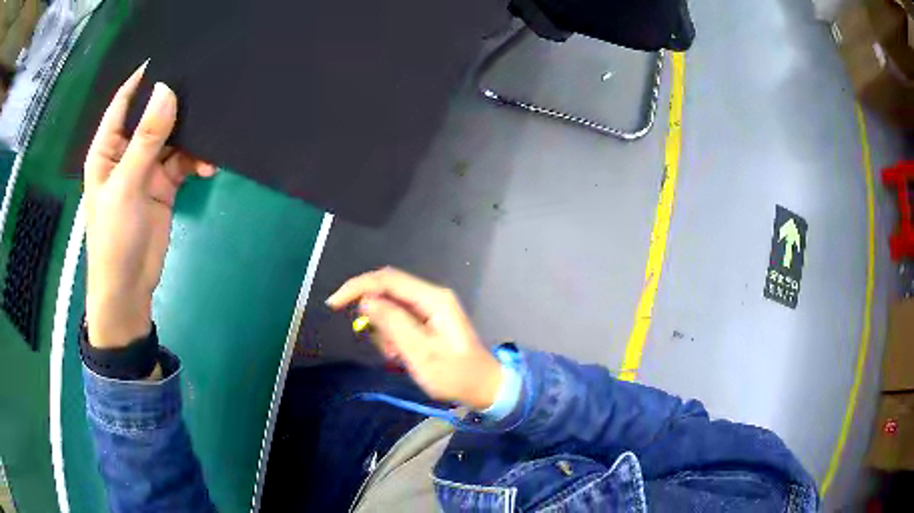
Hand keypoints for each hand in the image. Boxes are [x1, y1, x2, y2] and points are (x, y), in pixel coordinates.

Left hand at [84, 62, 215, 347]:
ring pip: (172, 137)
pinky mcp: (164, 184)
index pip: (124, 102)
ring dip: (191, 137)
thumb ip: (146, 139)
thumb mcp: (127, 186)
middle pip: (153, 115)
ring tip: (211, 136)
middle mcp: (127, 151)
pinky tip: (208, 165)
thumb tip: (167, 90)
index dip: (143, 78)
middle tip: (204, 88)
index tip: (171, 55)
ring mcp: (146, 168)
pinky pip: (183, 161)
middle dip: (175, 103)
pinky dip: (196, 160)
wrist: (129, 289)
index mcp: (108, 148)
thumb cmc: (114, 239)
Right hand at [327, 268, 502, 410]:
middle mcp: (430, 296)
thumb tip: (366, 301)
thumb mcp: (420, 352)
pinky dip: (394, 338)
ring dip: (385, 332)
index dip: (357, 287)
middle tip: (385, 348)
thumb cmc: (454, 374)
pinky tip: (404, 355)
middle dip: (375, 317)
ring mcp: (430, 308)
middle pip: (387, 292)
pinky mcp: (428, 320)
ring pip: (390, 308)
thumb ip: (393, 323)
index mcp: (432, 298)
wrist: (483, 387)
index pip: (386, 279)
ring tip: (399, 356)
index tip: (334, 304)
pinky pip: (399, 321)